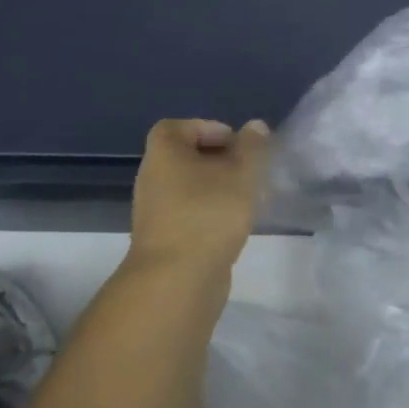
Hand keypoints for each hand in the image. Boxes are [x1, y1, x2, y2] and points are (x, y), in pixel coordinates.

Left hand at [129, 118, 270, 272]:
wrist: (176, 281)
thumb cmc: (208, 214)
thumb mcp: (241, 174)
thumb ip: (252, 148)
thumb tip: (255, 127)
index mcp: (163, 154)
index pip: (178, 127)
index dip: (208, 128)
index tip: (237, 144)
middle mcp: (153, 178)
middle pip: (185, 157)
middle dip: (220, 160)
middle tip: (249, 169)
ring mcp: (156, 211)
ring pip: (190, 187)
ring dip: (218, 187)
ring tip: (248, 197)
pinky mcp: (165, 238)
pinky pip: (190, 212)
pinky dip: (211, 211)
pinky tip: (235, 223)